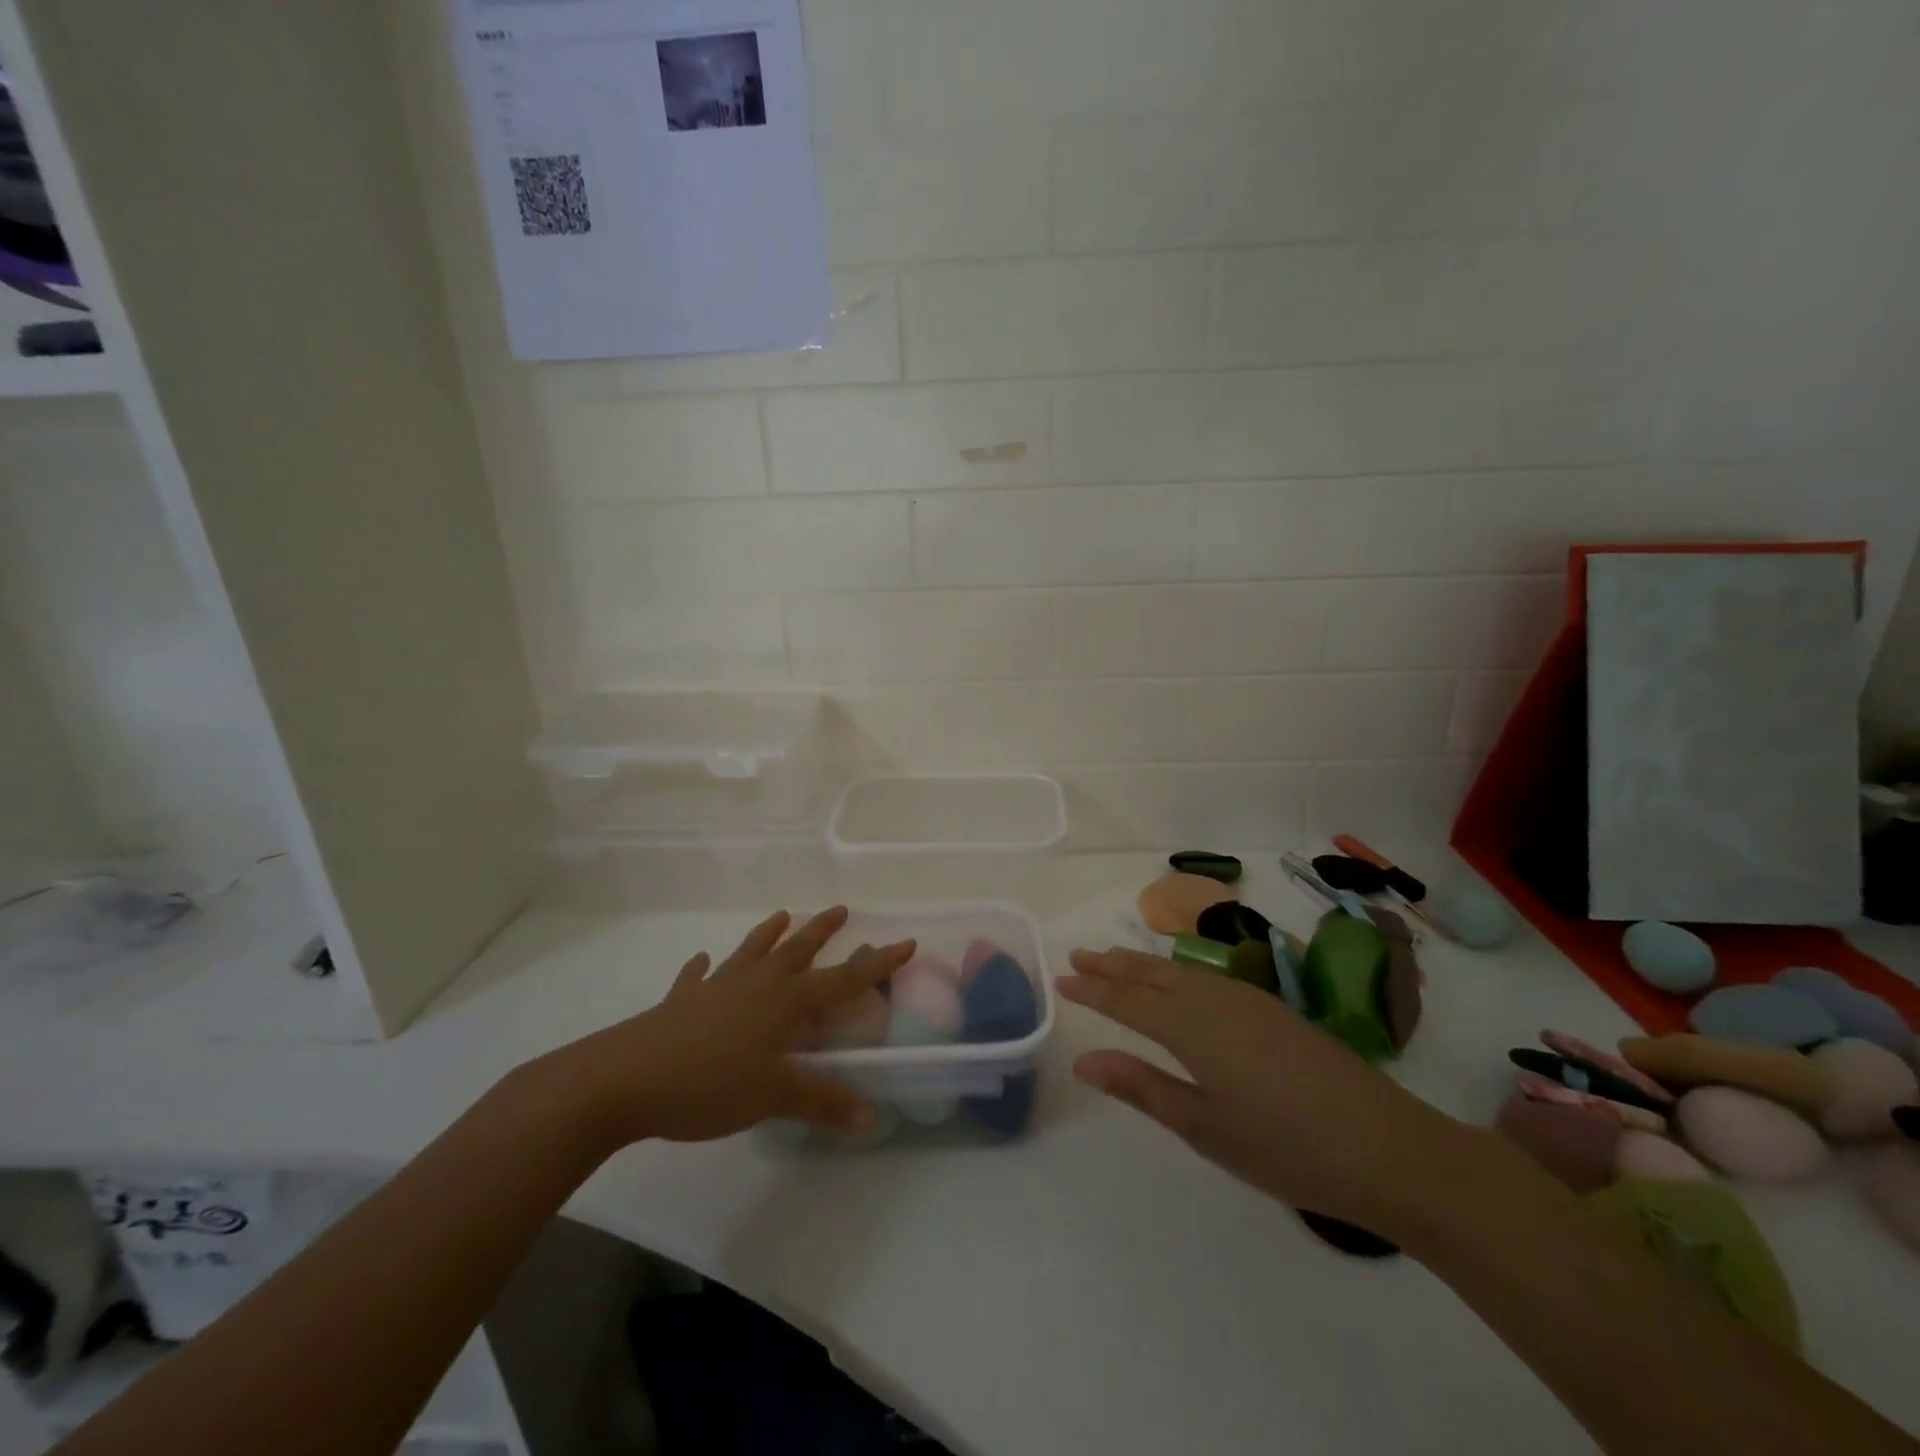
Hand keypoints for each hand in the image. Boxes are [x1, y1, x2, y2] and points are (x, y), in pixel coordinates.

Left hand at [527, 908, 913, 1152]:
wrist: (621, 1081)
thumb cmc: (707, 1084)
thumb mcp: (772, 1097)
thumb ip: (822, 1102)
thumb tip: (873, 1117)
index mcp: (783, 1002)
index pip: (842, 979)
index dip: (875, 963)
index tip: (904, 941)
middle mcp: (754, 985)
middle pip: (796, 950)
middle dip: (822, 930)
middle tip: (840, 909)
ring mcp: (714, 989)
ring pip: (750, 953)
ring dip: (768, 934)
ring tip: (782, 915)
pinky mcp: (679, 1003)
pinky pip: (696, 979)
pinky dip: (701, 970)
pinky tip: (700, 962)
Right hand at [1061, 947, 1469, 1240]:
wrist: (1387, 1146)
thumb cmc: (1285, 1147)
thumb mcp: (1204, 1127)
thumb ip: (1143, 1087)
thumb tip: (1084, 1060)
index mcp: (1190, 1028)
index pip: (1126, 1001)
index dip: (1091, 991)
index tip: (1060, 980)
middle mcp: (1213, 1000)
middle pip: (1150, 975)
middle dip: (1111, 965)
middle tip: (1077, 956)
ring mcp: (1247, 999)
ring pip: (1179, 971)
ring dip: (1141, 964)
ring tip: (1113, 959)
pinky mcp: (1272, 1009)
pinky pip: (1205, 977)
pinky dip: (1175, 971)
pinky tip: (1177, 980)